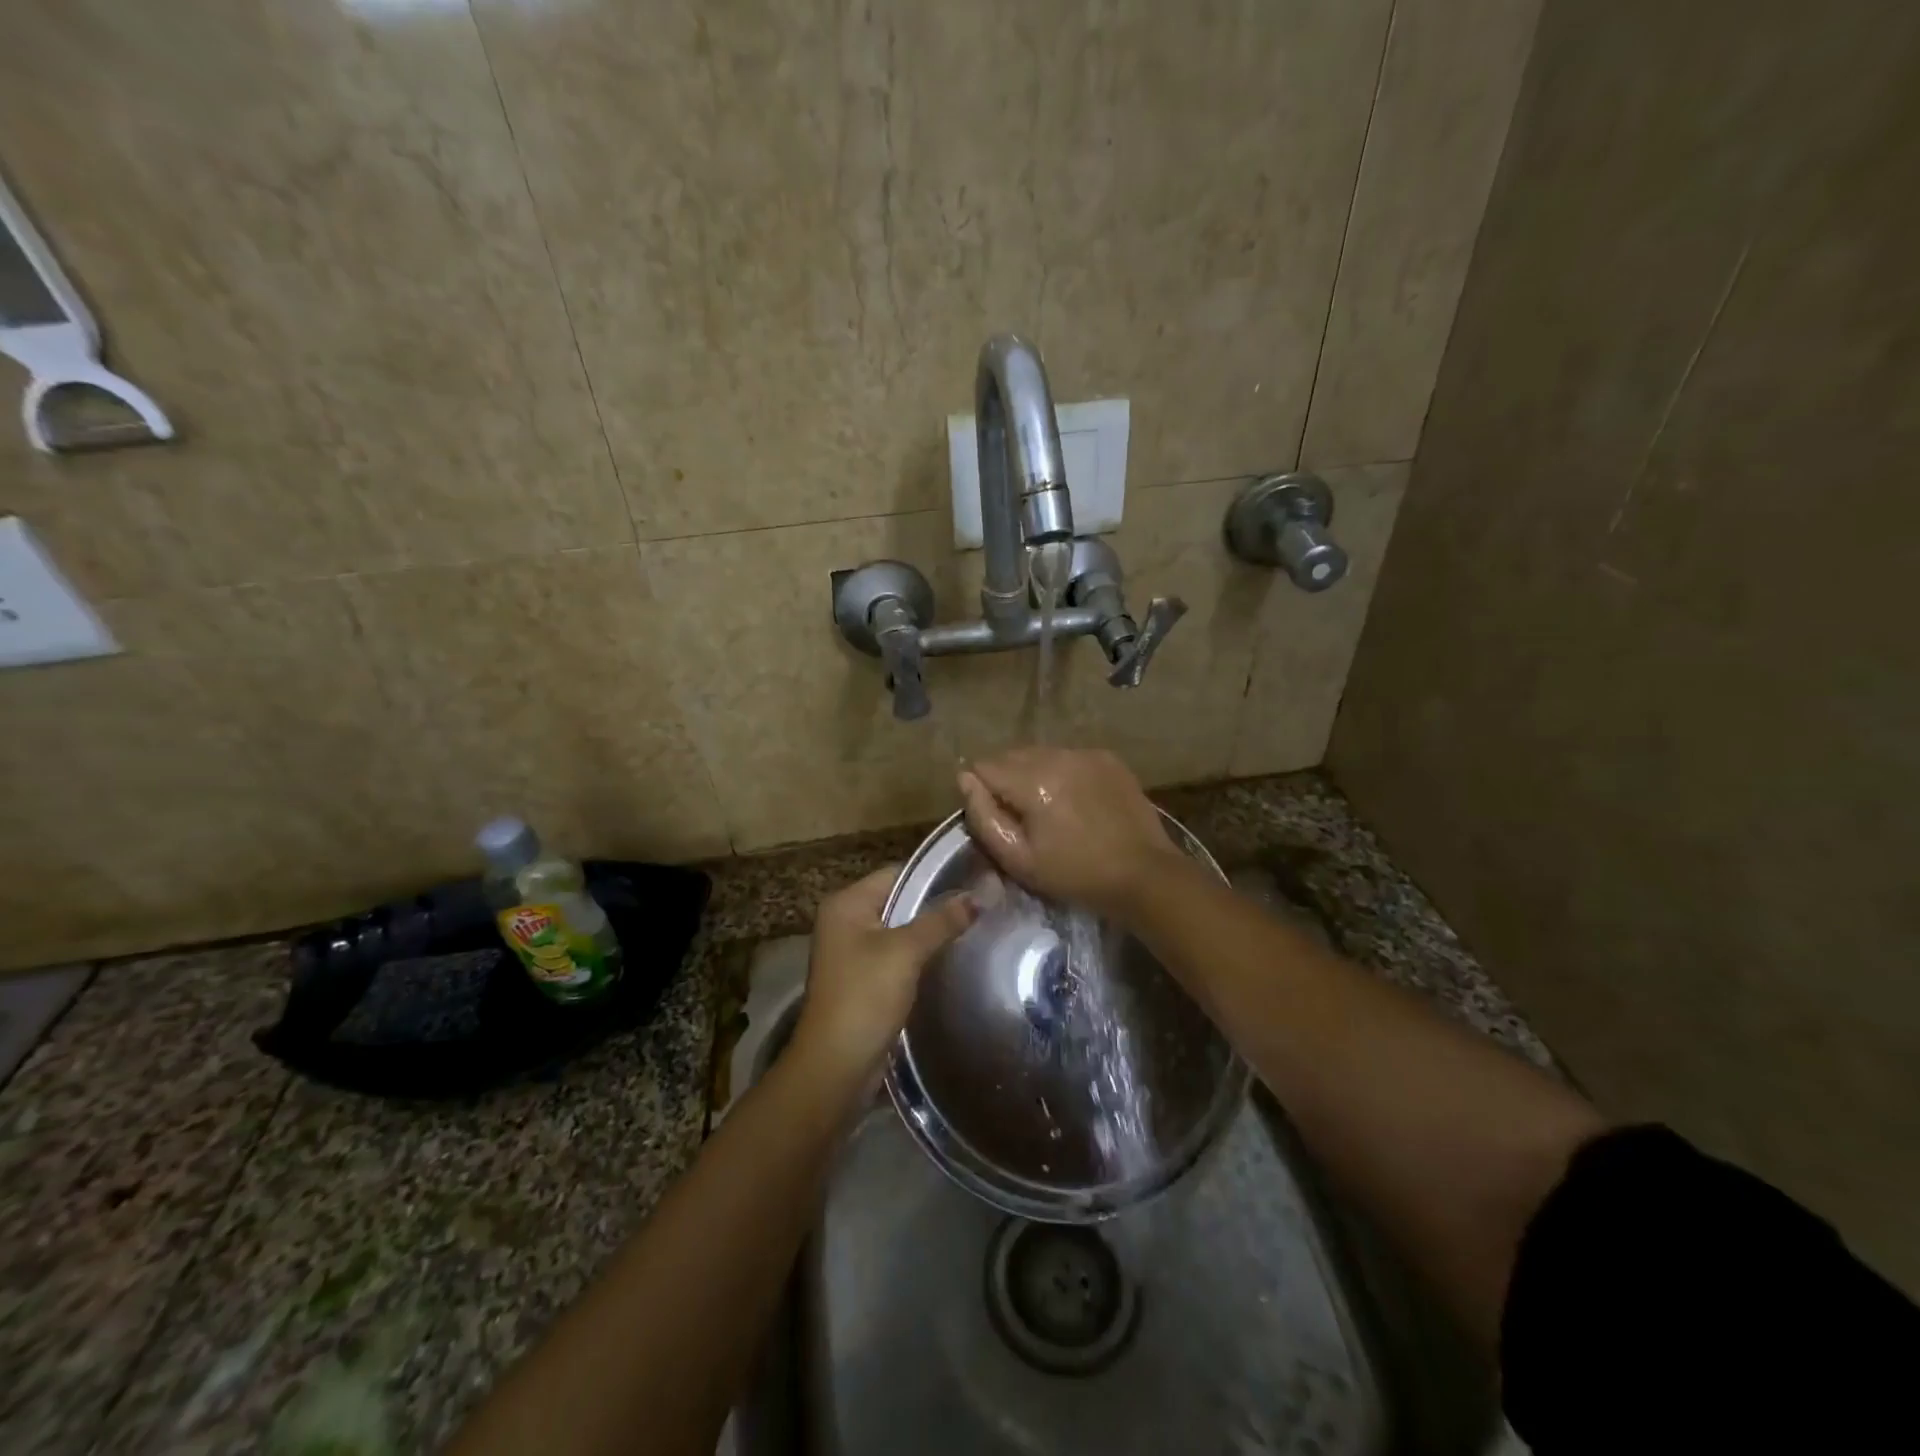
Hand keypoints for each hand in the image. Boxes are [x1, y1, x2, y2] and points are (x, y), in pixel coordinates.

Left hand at [792, 865, 975, 1080]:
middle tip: (981, 905)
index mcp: (846, 903)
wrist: (836, 1067)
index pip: (897, 873)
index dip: (934, 876)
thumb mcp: (906, 952)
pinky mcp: (863, 980)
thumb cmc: (865, 997)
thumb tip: (980, 893)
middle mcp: (845, 921)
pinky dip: (921, 956)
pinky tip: (952, 958)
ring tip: (975, 928)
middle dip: (936, 905)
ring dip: (931, 932)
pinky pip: (898, 956)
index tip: (975, 879)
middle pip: (899, 901)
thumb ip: (942, 920)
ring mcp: (852, 953)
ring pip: (901, 930)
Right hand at [958, 747, 1185, 918]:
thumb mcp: (1019, 859)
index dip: (983, 792)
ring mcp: (1085, 753)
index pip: (984, 766)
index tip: (998, 818)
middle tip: (1023, 817)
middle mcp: (1057, 755)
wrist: (1143, 874)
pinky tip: (1077, 801)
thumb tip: (964, 779)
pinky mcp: (1107, 758)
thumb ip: (984, 817)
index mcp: (1032, 780)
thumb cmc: (1075, 874)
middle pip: (1012, 756)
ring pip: (1041, 754)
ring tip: (1051, 808)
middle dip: (1008, 780)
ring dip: (1035, 774)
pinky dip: (1063, 773)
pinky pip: (1069, 757)